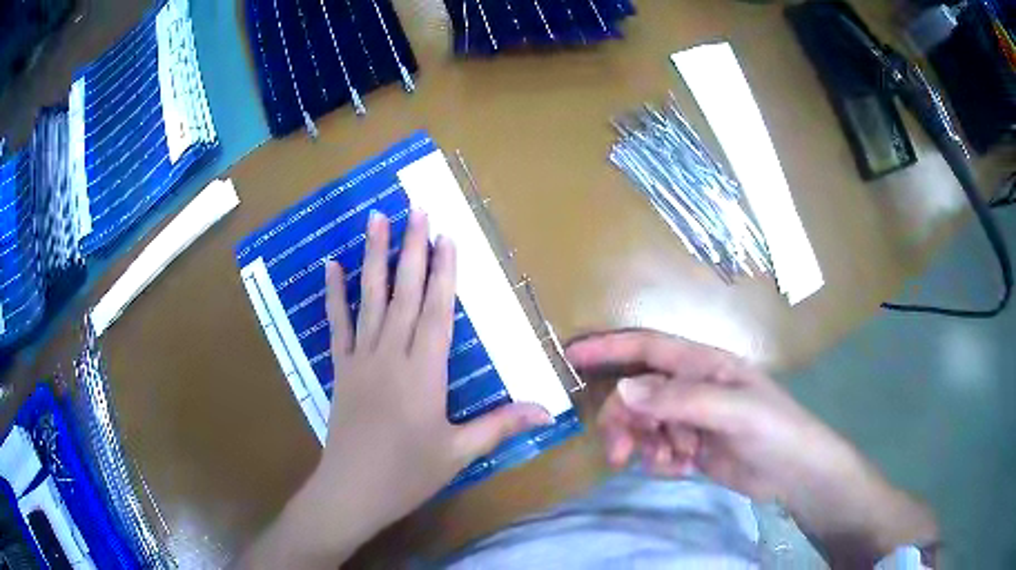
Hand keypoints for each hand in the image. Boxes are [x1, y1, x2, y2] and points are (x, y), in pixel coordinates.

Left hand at [238, 211, 551, 568]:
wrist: (352, 491)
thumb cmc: (408, 474)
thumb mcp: (459, 453)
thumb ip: (500, 425)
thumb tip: (547, 410)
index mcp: (424, 374)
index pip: (438, 311)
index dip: (445, 272)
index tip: (448, 236)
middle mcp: (392, 356)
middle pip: (405, 293)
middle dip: (413, 248)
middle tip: (417, 209)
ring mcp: (361, 359)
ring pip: (370, 299)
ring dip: (374, 257)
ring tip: (376, 219)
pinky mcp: (340, 369)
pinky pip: (336, 325)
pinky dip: (333, 294)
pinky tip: (331, 266)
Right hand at [566, 329, 937, 566]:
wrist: (794, 472)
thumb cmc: (774, 429)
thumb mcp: (732, 411)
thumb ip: (680, 399)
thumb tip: (624, 389)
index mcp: (703, 365)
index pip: (647, 348)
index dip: (608, 348)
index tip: (570, 355)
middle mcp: (691, 387)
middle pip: (637, 394)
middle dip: (625, 420)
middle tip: (619, 451)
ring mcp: (690, 419)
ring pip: (644, 425)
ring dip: (645, 445)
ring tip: (668, 462)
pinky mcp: (690, 447)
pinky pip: (657, 450)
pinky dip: (660, 461)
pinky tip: (682, 468)